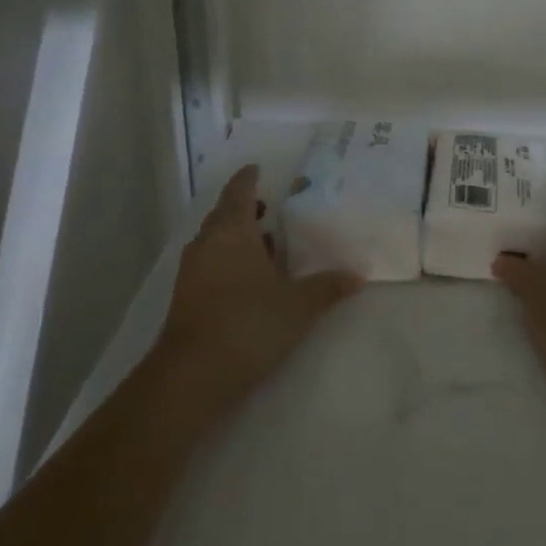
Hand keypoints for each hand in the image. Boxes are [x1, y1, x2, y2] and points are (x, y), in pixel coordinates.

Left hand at [157, 165, 360, 414]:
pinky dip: (231, 262)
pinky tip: (253, 279)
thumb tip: (357, 274)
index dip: (248, 179)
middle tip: (271, 206)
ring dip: (238, 238)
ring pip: (216, 243)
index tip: (258, 169)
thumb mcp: (299, 304)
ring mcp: (192, 274)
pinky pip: (212, 266)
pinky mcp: (188, 300)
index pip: (238, 192)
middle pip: (224, 216)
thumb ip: (328, 286)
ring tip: (268, 242)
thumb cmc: (249, 323)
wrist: (193, 376)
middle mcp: (207, 245)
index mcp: (231, 232)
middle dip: (245, 209)